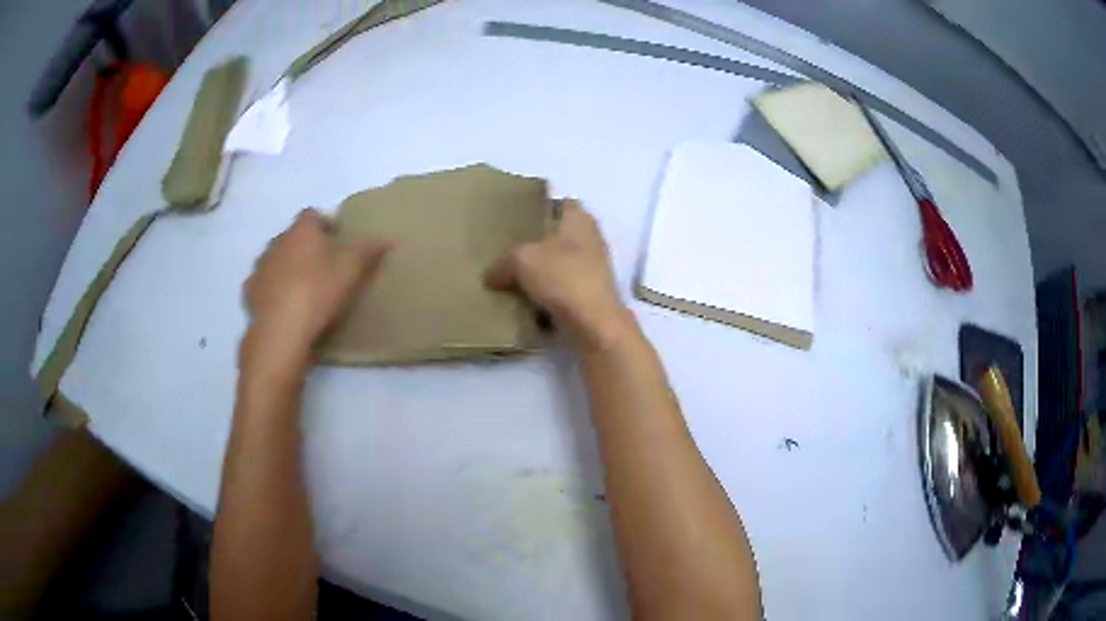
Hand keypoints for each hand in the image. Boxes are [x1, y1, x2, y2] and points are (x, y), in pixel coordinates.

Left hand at [242, 209, 390, 370]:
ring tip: (302, 288)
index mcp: (301, 231)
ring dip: (286, 267)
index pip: (312, 214)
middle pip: (292, 237)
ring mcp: (260, 267)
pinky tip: (283, 306)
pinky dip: (272, 289)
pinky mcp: (250, 292)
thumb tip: (389, 238)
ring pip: (275, 259)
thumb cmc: (318, 293)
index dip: (325, 224)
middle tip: (322, 267)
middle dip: (305, 246)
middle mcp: (276, 242)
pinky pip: (263, 284)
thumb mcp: (352, 272)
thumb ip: (369, 251)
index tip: (337, 241)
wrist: (282, 332)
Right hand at [485, 199, 632, 347]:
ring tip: (506, 277)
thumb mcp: (521, 260)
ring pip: (556, 264)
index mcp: (578, 218)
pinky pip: (558, 289)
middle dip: (532, 244)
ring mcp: (591, 269)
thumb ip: (502, 262)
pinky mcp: (588, 295)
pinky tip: (521, 301)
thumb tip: (491, 274)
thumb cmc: (563, 278)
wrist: (594, 325)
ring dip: (536, 272)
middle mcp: (589, 238)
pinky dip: (543, 295)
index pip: (558, 202)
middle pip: (555, 235)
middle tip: (503, 250)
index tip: (514, 218)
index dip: (537, 207)